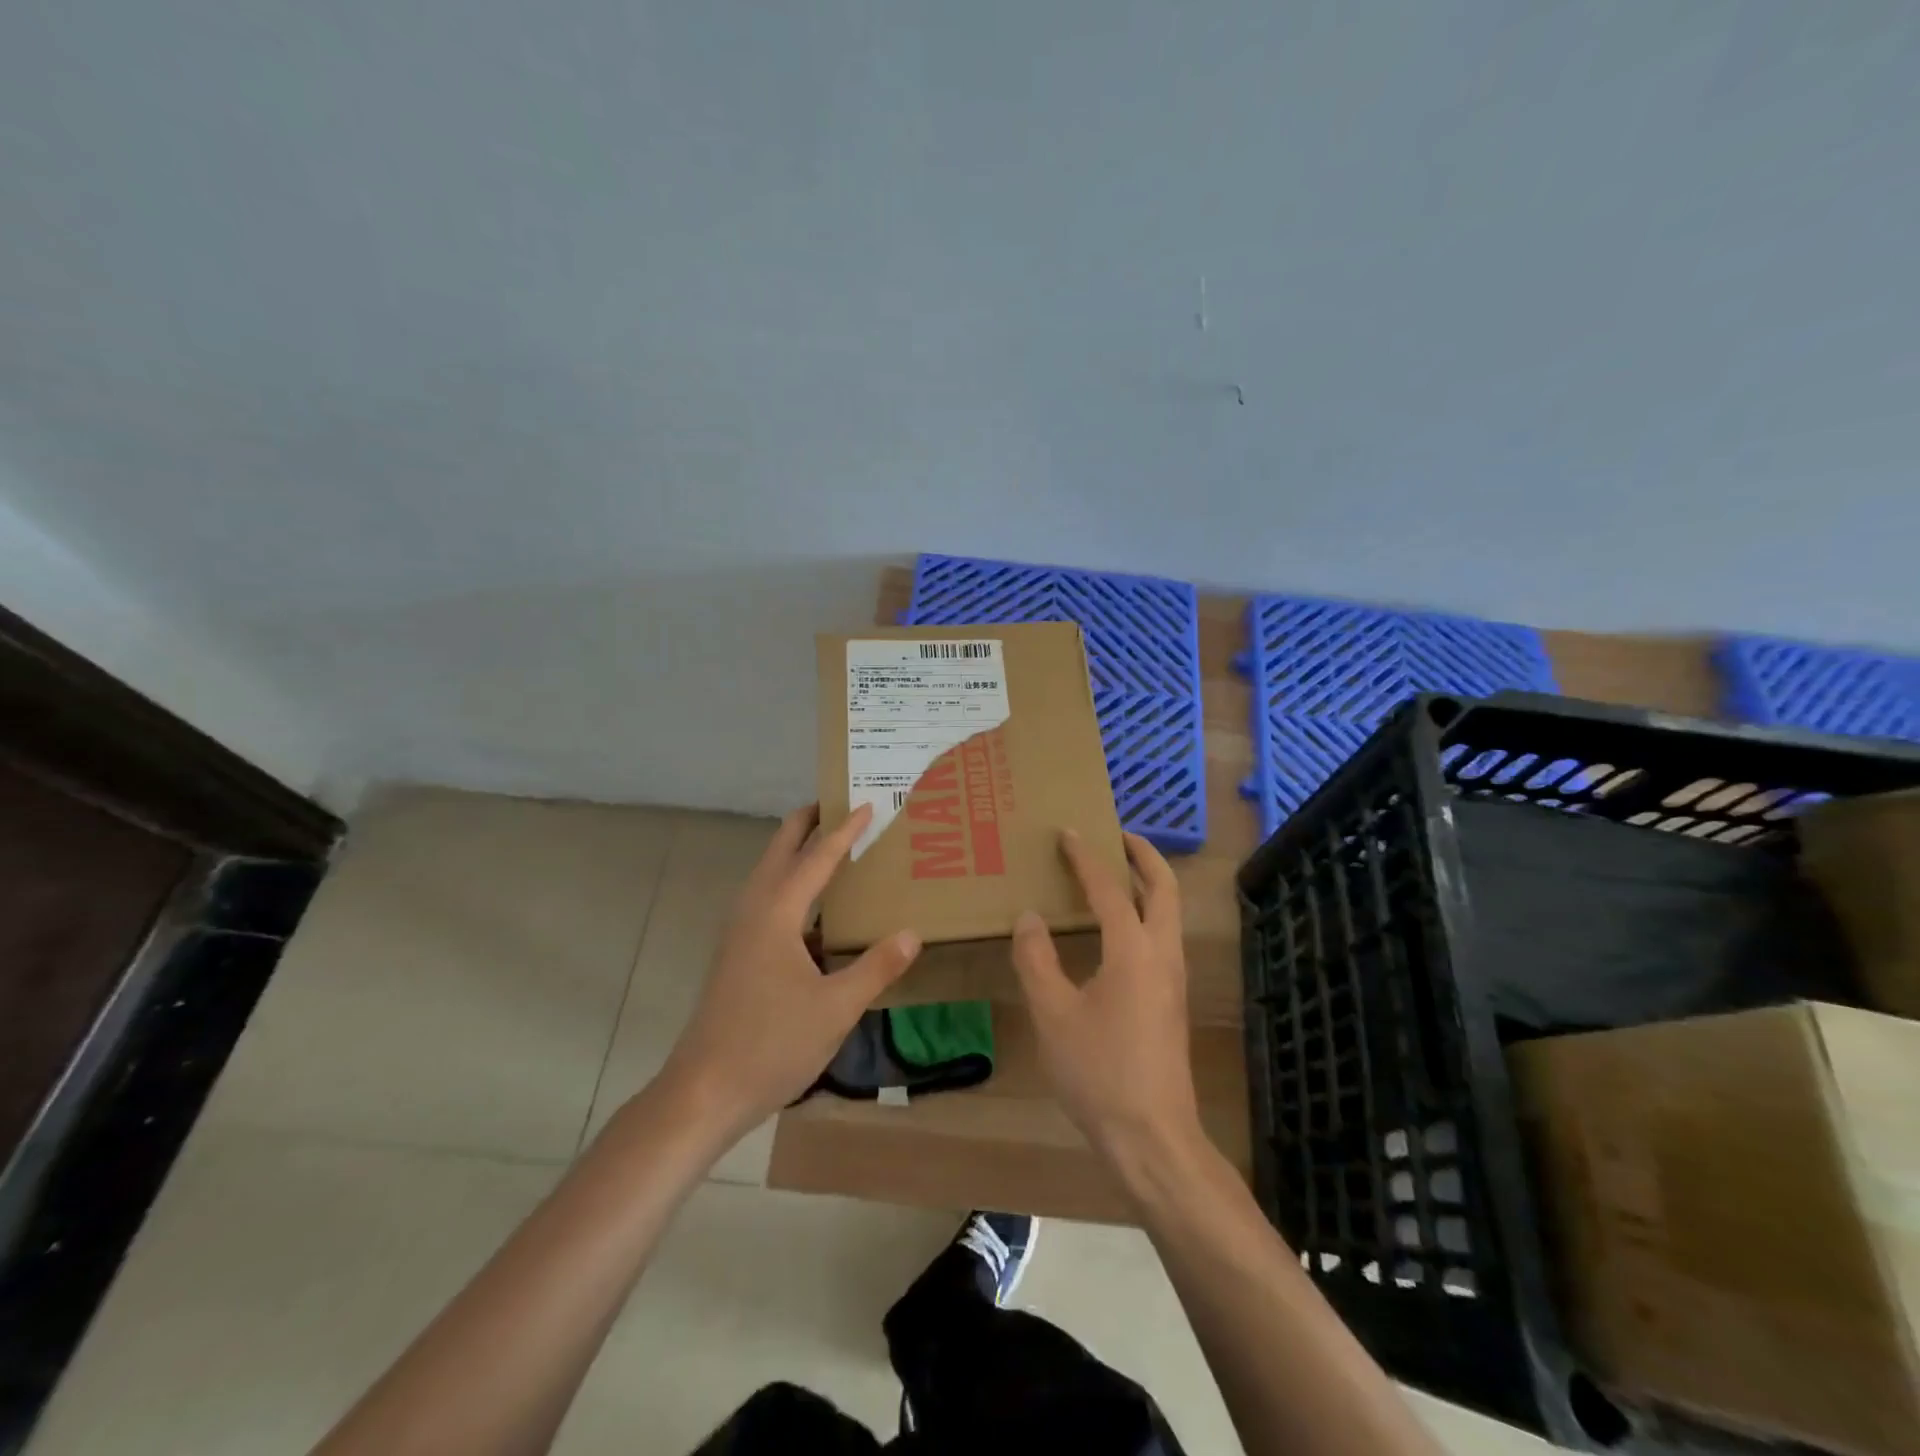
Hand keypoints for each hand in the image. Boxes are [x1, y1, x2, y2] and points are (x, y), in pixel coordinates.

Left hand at [658, 803, 920, 1143]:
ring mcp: (739, 933)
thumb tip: (911, 934)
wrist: (704, 1091)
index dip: (844, 831)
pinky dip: (790, 886)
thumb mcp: (836, 1008)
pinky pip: (766, 901)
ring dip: (795, 852)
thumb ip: (876, 967)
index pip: (816, 858)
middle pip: (779, 850)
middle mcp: (752, 911)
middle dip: (806, 823)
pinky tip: (814, 911)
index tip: (867, 805)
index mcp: (776, 913)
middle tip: (837, 804)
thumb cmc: (771, 1044)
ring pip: (768, 875)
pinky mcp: (735, 954)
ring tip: (828, 846)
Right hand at [1011, 831, 1201, 1155]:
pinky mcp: (1171, 1001)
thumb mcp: (1052, 1014)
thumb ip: (1037, 959)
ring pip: (1169, 913)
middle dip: (1143, 855)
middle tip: (1115, 835)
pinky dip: (1144, 912)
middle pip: (1164, 888)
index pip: (1110, 888)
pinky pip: (1161, 936)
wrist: (1153, 1138)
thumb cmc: (1099, 1072)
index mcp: (1134, 950)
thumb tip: (1030, 917)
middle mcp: (1162, 954)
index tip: (1069, 832)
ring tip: (1114, 872)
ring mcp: (1173, 979)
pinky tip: (1114, 928)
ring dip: (1147, 882)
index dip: (1086, 857)